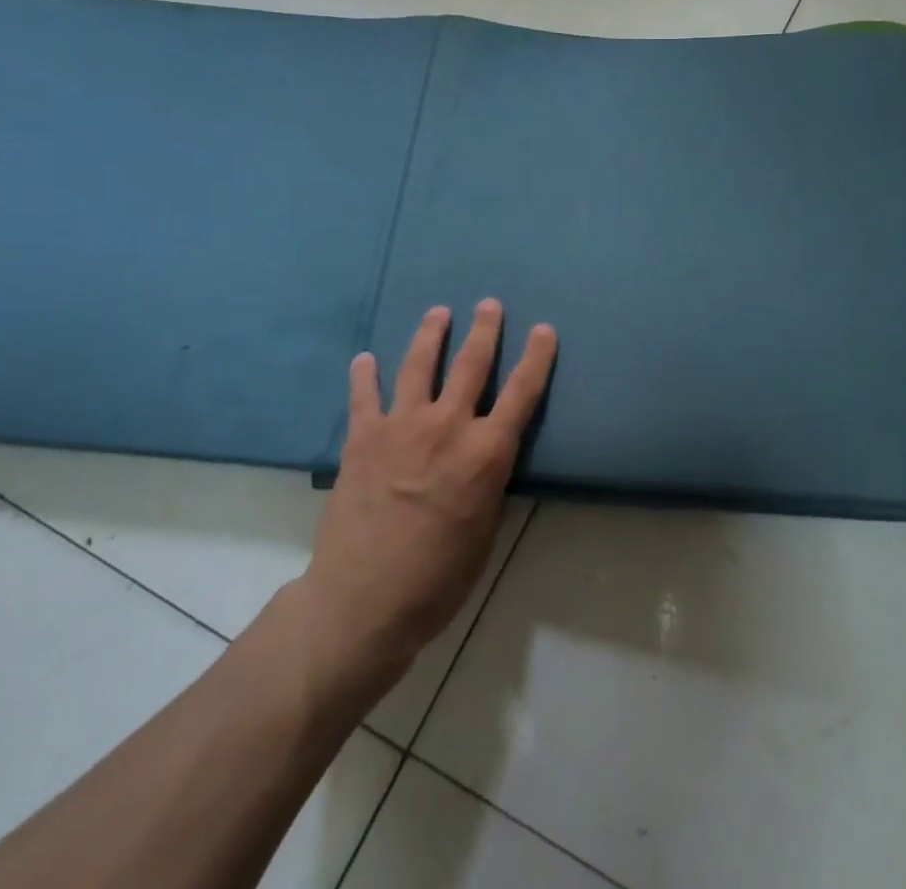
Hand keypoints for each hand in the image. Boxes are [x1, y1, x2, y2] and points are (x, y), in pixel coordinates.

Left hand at [294, 300, 556, 690]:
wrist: (362, 602)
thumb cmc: (438, 578)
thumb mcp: (485, 530)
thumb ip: (488, 481)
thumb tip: (487, 457)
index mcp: (486, 453)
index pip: (522, 392)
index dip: (536, 357)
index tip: (543, 329)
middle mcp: (448, 427)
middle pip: (471, 364)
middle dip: (485, 330)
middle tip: (490, 304)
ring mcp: (401, 427)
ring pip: (420, 365)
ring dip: (431, 334)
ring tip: (438, 312)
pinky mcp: (363, 438)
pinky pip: (365, 396)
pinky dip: (365, 374)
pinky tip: (364, 358)